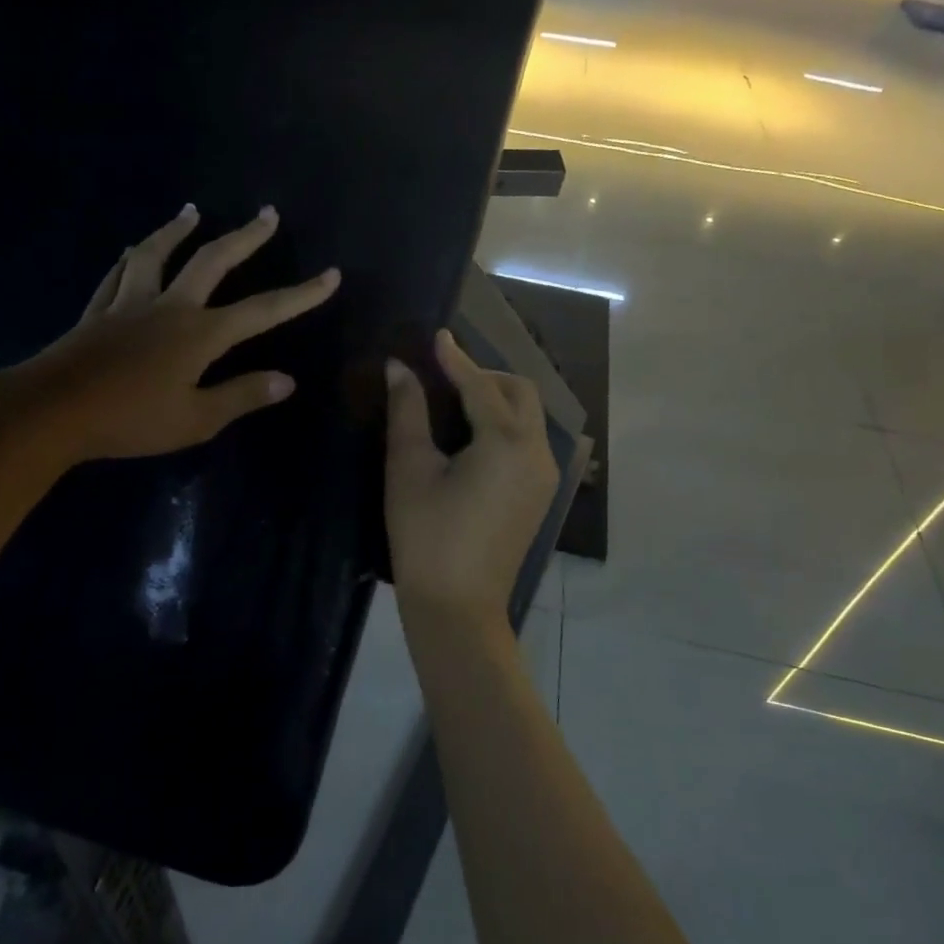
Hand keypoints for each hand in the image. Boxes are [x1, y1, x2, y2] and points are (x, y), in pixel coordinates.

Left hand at [5, 204, 338, 461]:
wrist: (53, 411)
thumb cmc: (131, 419)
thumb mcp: (196, 418)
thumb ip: (242, 396)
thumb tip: (288, 380)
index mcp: (200, 334)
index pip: (263, 310)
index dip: (301, 294)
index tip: (331, 275)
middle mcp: (169, 306)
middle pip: (212, 261)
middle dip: (244, 237)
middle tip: (267, 213)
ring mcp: (130, 303)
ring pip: (156, 254)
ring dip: (177, 230)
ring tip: (192, 210)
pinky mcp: (98, 311)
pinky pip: (118, 274)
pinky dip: (130, 257)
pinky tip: (132, 249)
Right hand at [385, 330, 557, 623]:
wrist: (457, 607)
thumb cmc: (426, 536)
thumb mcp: (409, 469)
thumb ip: (408, 412)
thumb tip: (399, 368)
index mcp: (506, 443)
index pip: (481, 385)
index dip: (455, 359)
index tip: (436, 336)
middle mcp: (536, 453)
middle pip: (520, 393)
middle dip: (485, 376)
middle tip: (445, 376)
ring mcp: (545, 476)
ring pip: (529, 417)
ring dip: (498, 399)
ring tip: (455, 403)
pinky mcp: (540, 495)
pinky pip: (528, 442)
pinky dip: (505, 426)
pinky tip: (473, 437)